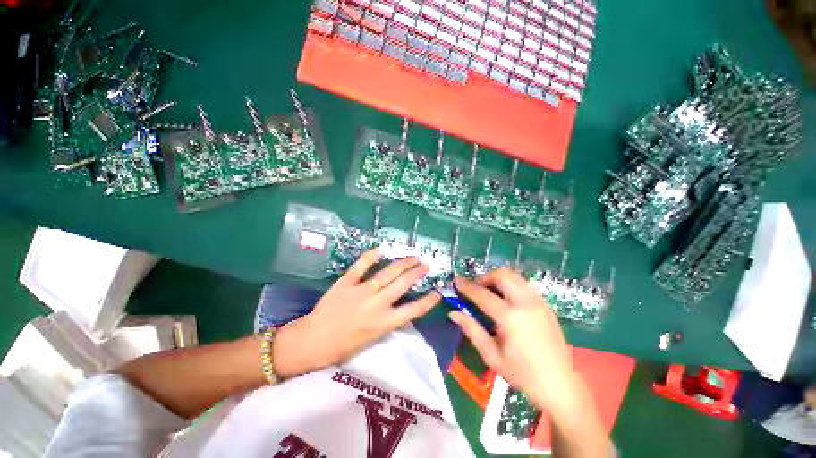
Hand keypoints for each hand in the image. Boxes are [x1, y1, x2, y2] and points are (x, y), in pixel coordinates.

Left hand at [274, 249, 439, 377]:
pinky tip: (381, 250)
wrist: (312, 341)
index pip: (413, 310)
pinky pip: (361, 266)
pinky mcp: (346, 283)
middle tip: (426, 264)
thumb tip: (399, 307)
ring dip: (402, 264)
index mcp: (384, 323)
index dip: (428, 301)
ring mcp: (361, 292)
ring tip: (412, 257)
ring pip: (387, 274)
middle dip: (417, 273)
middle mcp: (376, 305)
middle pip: (402, 285)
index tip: (438, 292)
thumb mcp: (372, 339)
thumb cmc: (343, 346)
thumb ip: (387, 321)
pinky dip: (371, 256)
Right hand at [449, 269, 578, 416]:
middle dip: (485, 277)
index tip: (456, 281)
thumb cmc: (522, 374)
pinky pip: (524, 284)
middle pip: (502, 275)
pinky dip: (510, 284)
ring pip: (514, 276)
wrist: (560, 385)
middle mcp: (526, 303)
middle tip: (476, 289)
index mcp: (511, 318)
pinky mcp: (546, 305)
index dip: (467, 286)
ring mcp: (538, 302)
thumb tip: (453, 313)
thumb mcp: (492, 356)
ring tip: (490, 292)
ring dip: (498, 279)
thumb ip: (472, 330)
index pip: (483, 294)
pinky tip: (506, 300)